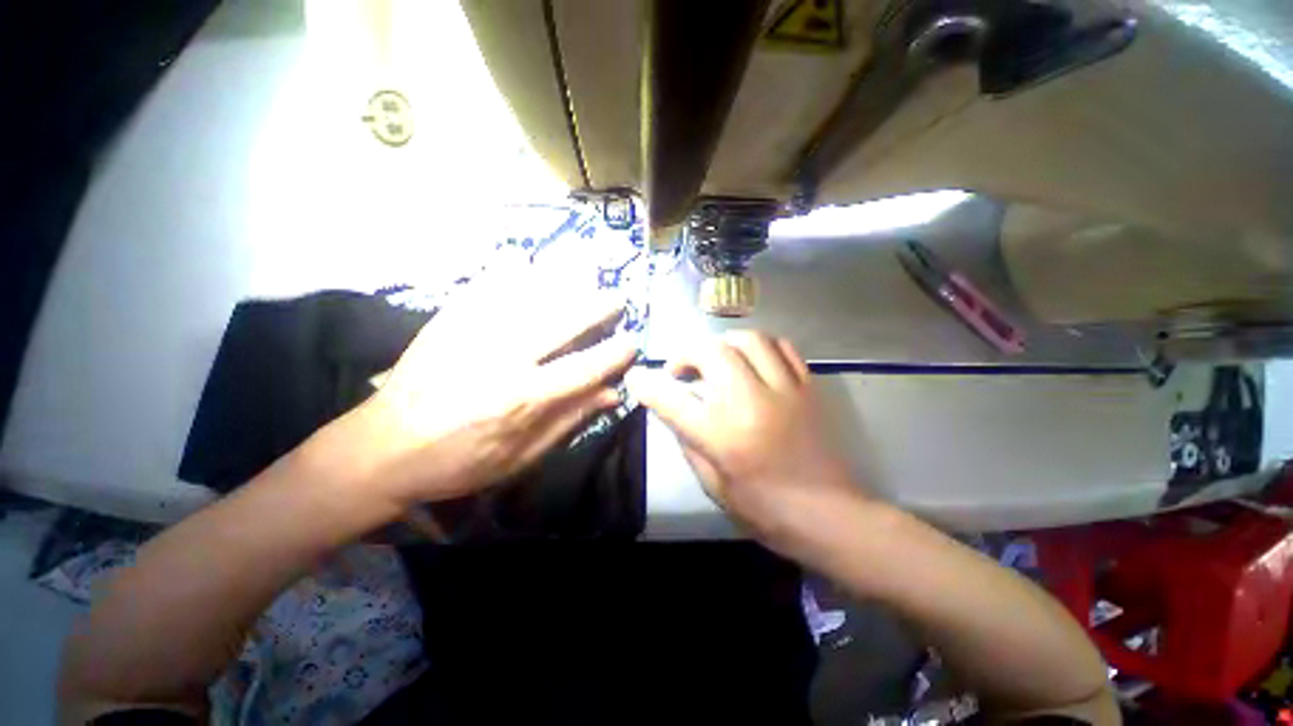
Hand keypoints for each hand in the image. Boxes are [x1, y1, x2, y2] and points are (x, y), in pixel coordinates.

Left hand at [315, 269, 635, 509]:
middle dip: (596, 307)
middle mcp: (501, 358)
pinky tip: (527, 263)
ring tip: (586, 276)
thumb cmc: (457, 462)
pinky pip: (485, 285)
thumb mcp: (520, 457)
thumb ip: (567, 421)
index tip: (632, 343)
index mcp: (520, 399)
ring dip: (563, 283)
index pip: (583, 368)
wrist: (380, 448)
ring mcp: (471, 333)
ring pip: (528, 295)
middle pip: (560, 321)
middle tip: (617, 298)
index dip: (613, 354)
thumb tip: (611, 394)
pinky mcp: (447, 321)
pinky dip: (510, 271)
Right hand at [626, 330, 863, 553]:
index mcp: (722, 435)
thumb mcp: (713, 485)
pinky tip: (750, 360)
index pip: (672, 400)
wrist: (831, 515)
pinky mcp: (807, 388)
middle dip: (687, 353)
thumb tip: (675, 409)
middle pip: (711, 352)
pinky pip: (782, 348)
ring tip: (715, 359)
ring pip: (749, 340)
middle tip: (681, 369)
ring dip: (722, 344)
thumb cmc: (765, 510)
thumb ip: (689, 441)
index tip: (636, 377)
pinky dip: (759, 347)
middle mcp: (750, 403)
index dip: (647, 385)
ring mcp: (784, 390)